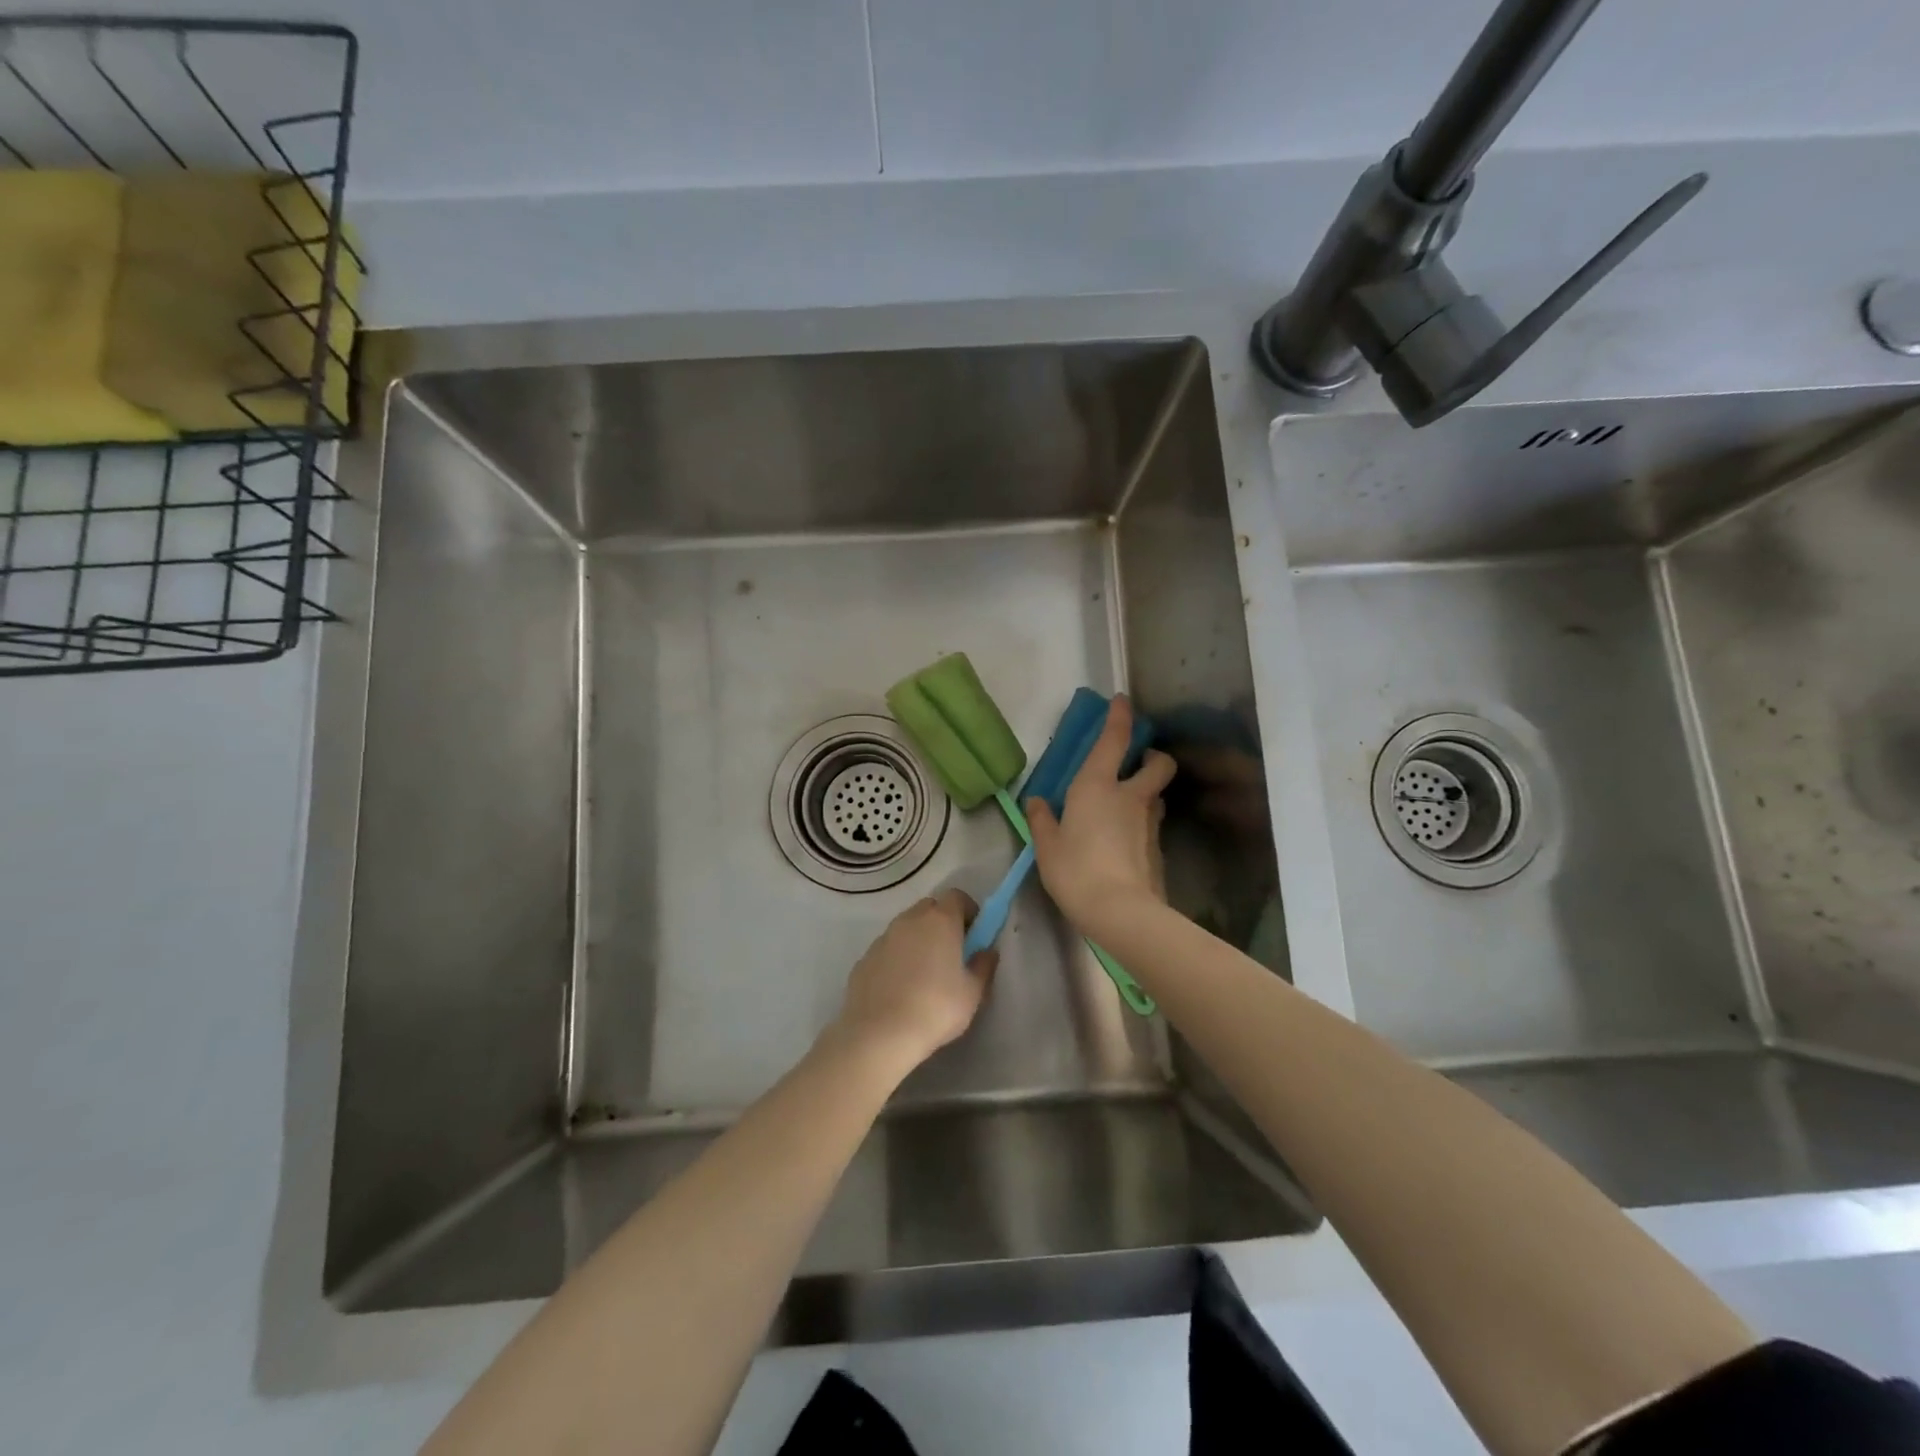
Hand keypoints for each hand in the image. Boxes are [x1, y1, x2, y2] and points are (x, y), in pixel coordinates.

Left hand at [833, 890, 997, 1068]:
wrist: (879, 1034)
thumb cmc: (936, 1009)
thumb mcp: (973, 993)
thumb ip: (983, 966)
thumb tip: (986, 951)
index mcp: (940, 920)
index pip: (957, 897)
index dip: (968, 911)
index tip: (974, 935)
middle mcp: (910, 920)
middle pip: (930, 908)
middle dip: (942, 922)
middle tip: (951, 952)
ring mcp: (883, 938)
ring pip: (906, 927)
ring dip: (918, 939)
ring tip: (924, 974)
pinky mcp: (864, 958)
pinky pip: (887, 949)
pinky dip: (897, 958)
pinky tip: (900, 987)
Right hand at [1026, 695, 1176, 933]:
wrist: (1121, 911)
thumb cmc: (1076, 870)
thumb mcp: (1047, 846)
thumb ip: (1042, 820)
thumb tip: (1037, 802)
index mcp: (1098, 786)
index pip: (1114, 740)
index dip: (1120, 717)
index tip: (1123, 701)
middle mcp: (1131, 796)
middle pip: (1158, 763)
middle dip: (1151, 757)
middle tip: (1135, 765)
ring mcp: (1150, 823)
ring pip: (1156, 795)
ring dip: (1146, 793)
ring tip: (1122, 809)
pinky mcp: (1158, 848)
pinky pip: (1151, 825)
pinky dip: (1140, 825)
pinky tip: (1122, 844)